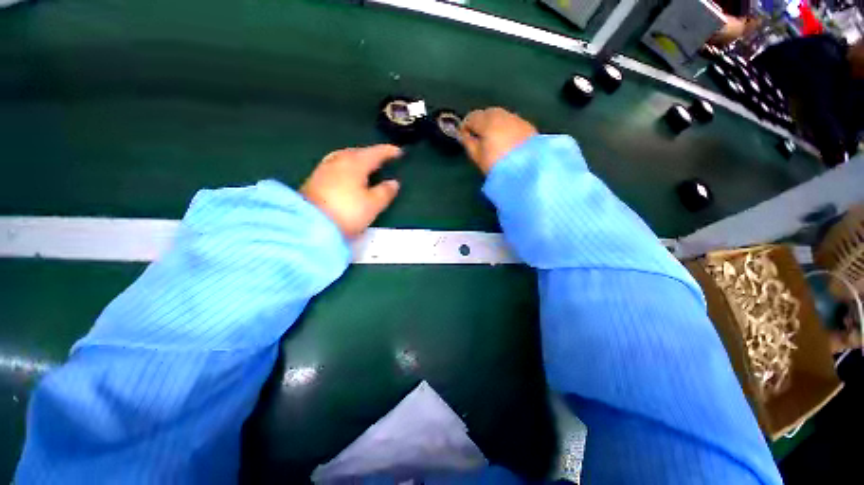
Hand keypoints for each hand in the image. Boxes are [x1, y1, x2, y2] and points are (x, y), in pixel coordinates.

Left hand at [301, 144, 401, 238]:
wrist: (309, 225)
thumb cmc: (347, 212)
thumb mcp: (373, 204)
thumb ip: (385, 192)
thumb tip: (393, 183)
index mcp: (355, 164)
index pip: (375, 153)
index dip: (388, 152)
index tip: (399, 151)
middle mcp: (338, 162)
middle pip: (357, 152)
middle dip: (370, 153)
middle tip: (381, 157)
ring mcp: (324, 170)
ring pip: (344, 157)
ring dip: (356, 158)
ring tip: (364, 165)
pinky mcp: (314, 180)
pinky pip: (335, 166)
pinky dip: (346, 166)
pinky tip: (346, 175)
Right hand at [460, 107, 537, 173]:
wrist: (527, 170)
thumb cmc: (496, 164)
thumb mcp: (477, 156)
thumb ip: (468, 142)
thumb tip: (463, 135)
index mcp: (487, 120)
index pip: (471, 117)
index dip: (465, 127)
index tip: (464, 137)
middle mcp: (502, 114)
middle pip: (487, 113)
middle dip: (481, 123)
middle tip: (479, 139)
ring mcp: (517, 119)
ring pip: (500, 116)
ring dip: (494, 124)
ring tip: (493, 140)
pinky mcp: (528, 126)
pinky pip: (512, 122)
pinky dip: (506, 128)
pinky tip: (507, 141)